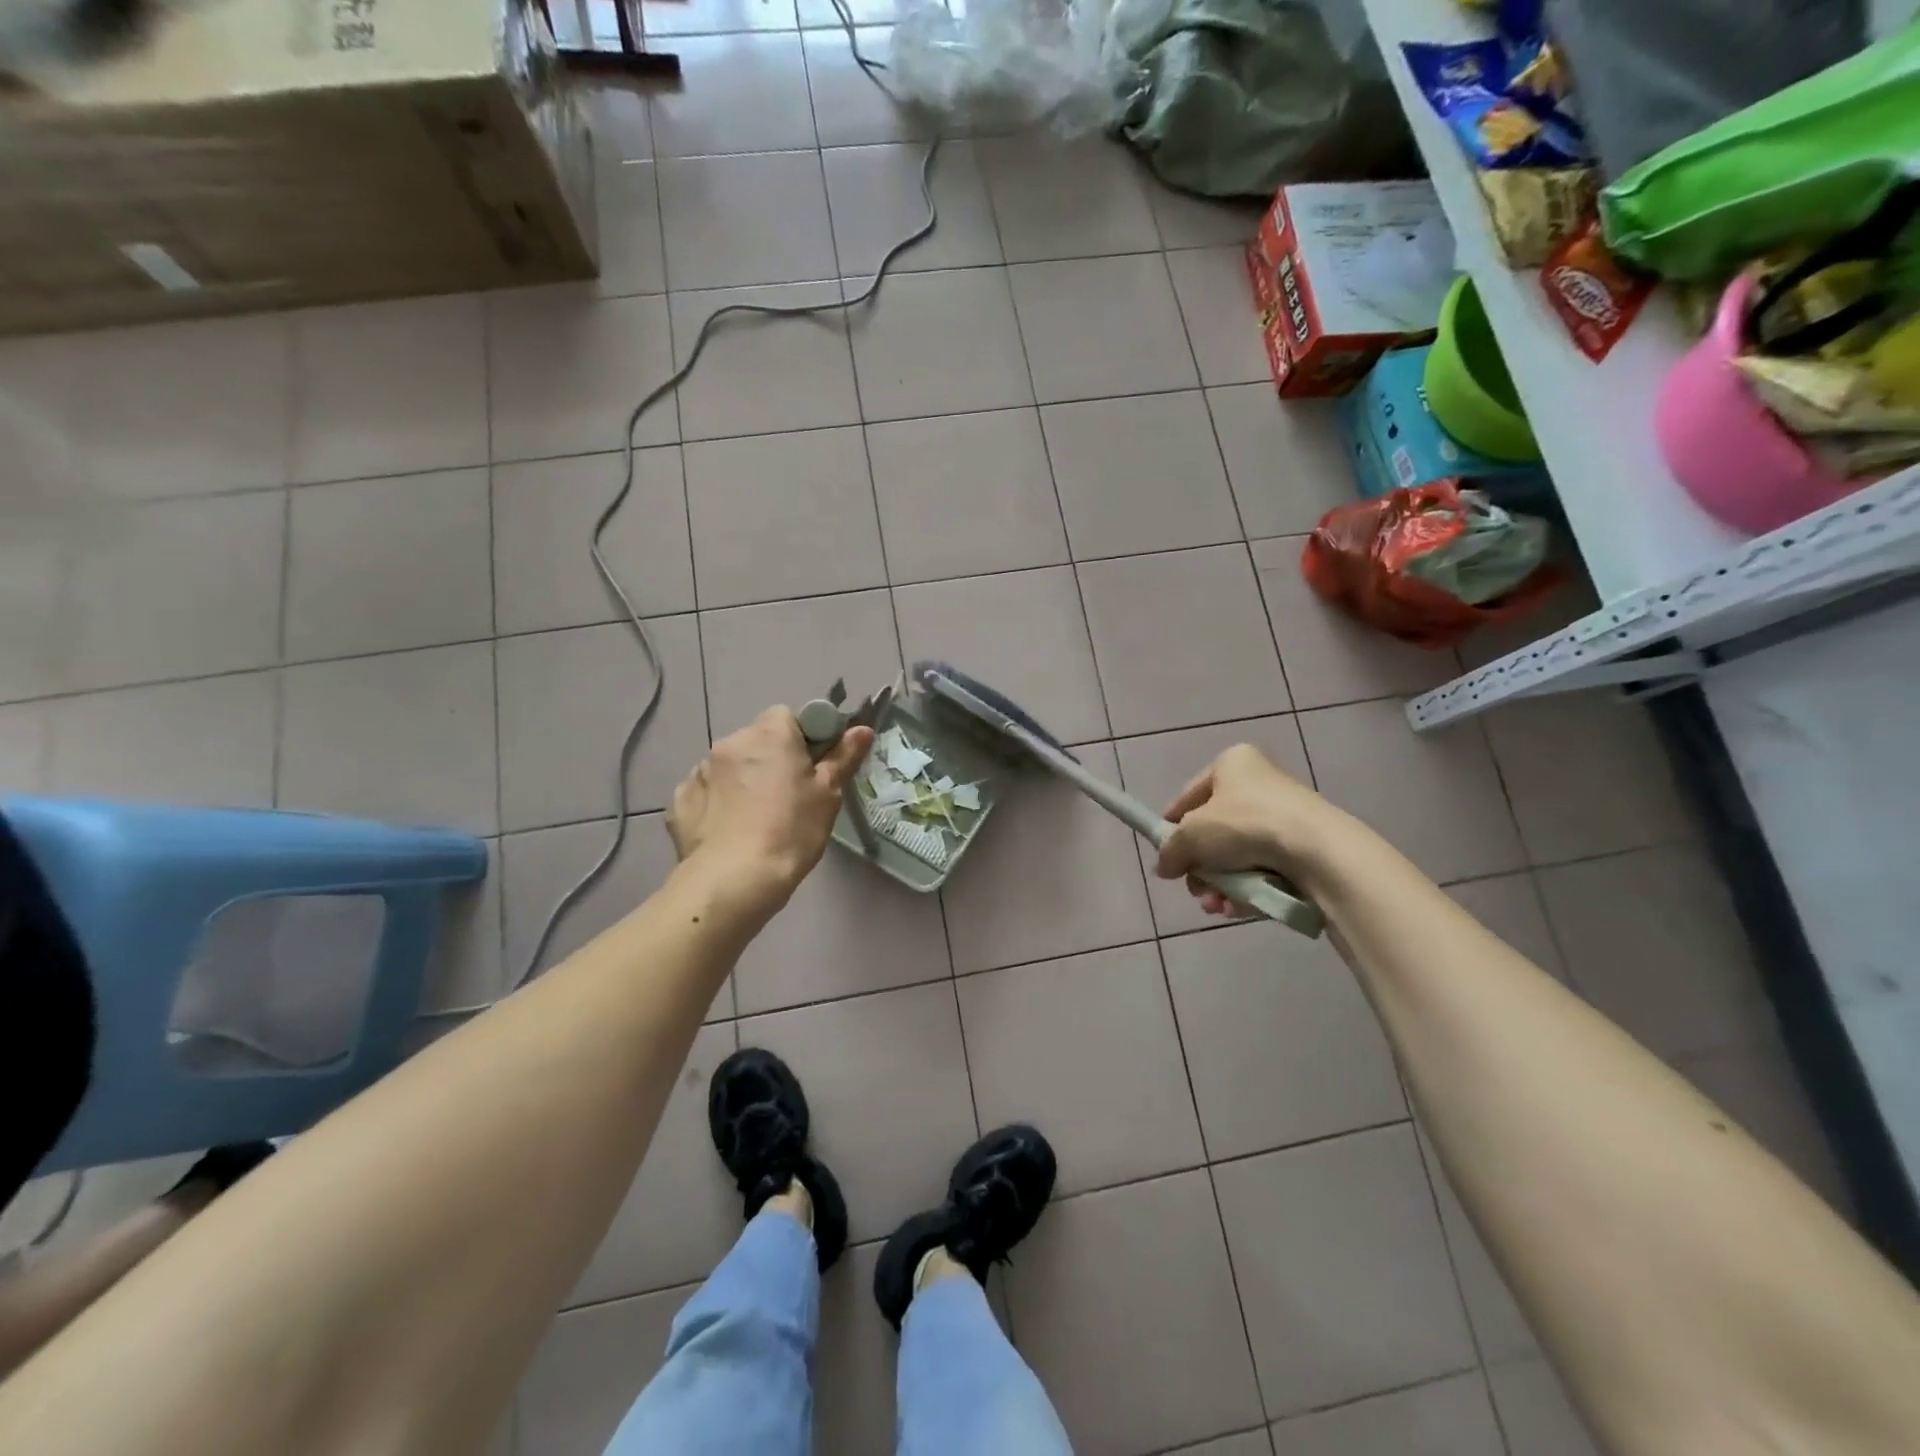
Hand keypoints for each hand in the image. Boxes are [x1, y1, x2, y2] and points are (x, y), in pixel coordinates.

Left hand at [668, 707, 872, 906]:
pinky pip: (707, 791)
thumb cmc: (792, 830)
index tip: (813, 768)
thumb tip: (862, 729)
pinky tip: (729, 830)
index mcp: (770, 733)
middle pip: (758, 740)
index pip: (789, 717)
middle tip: (789, 796)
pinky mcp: (680, 799)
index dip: (804, 739)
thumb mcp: (828, 794)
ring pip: (731, 766)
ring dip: (743, 780)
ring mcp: (700, 770)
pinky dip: (718, 803)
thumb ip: (844, 756)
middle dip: (772, 759)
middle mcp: (731, 742)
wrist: (734, 879)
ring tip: (756, 819)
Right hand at [1154, 744, 1356, 915]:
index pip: (1191, 794)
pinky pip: (1263, 869)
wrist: (1316, 850)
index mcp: (1233, 763)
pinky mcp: (1304, 848)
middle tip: (1195, 887)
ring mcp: (1285, 816)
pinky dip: (1247, 890)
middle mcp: (1260, 783)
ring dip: (1220, 884)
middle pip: (1215, 830)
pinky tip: (1235, 909)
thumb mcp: (1190, 835)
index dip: (1173, 824)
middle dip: (1201, 866)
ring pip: (1238, 855)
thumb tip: (1164, 867)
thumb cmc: (1244, 824)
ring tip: (1215, 906)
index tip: (1165, 852)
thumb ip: (1170, 850)